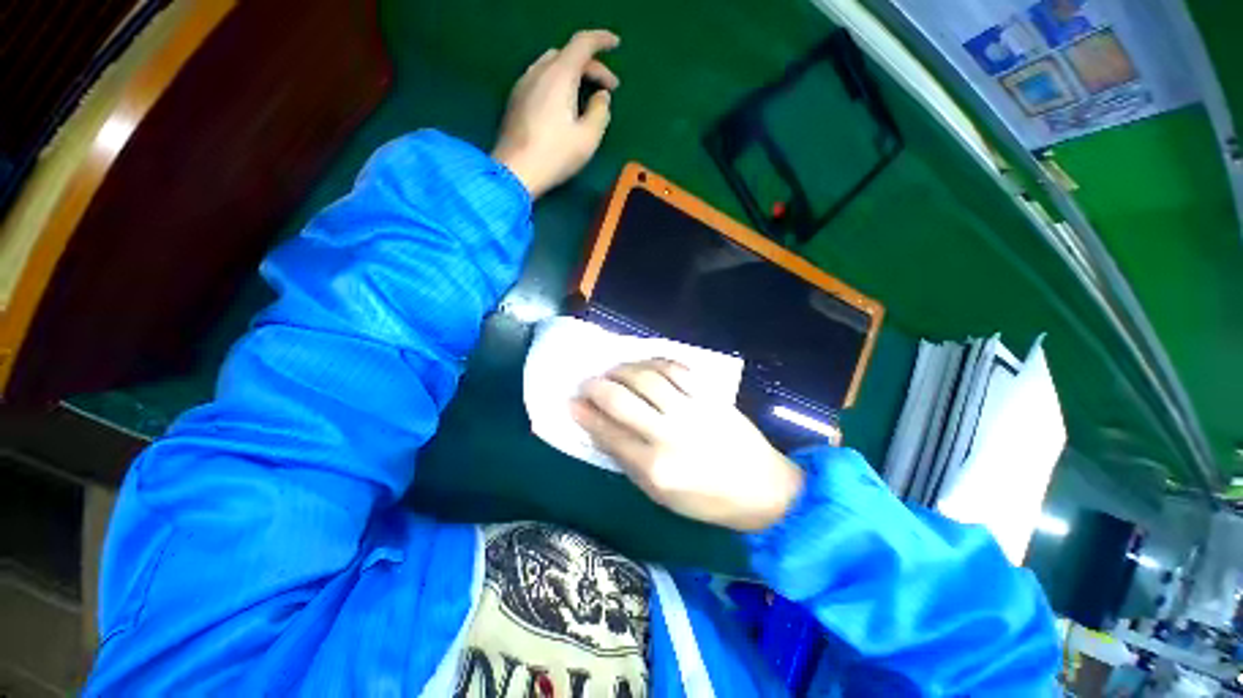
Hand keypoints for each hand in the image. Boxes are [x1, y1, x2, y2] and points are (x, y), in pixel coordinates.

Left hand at [492, 30, 620, 198]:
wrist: (515, 171)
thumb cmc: (555, 155)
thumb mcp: (588, 138)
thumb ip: (600, 112)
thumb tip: (602, 97)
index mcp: (560, 75)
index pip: (583, 44)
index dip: (602, 40)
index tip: (616, 44)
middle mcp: (539, 72)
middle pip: (568, 55)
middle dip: (591, 66)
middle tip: (608, 88)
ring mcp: (523, 84)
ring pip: (552, 65)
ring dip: (573, 73)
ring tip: (586, 93)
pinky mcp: (516, 100)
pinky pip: (541, 79)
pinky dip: (558, 82)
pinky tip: (564, 103)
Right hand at [570, 359, 804, 531]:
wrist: (763, 489)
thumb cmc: (706, 500)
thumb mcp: (660, 495)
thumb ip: (628, 460)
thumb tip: (600, 429)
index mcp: (654, 468)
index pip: (608, 433)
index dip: (585, 415)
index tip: (572, 402)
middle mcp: (669, 435)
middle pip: (621, 400)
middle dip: (597, 387)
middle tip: (588, 382)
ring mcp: (691, 411)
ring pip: (646, 378)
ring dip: (622, 370)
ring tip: (613, 370)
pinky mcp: (710, 396)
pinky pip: (676, 369)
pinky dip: (655, 362)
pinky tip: (644, 364)